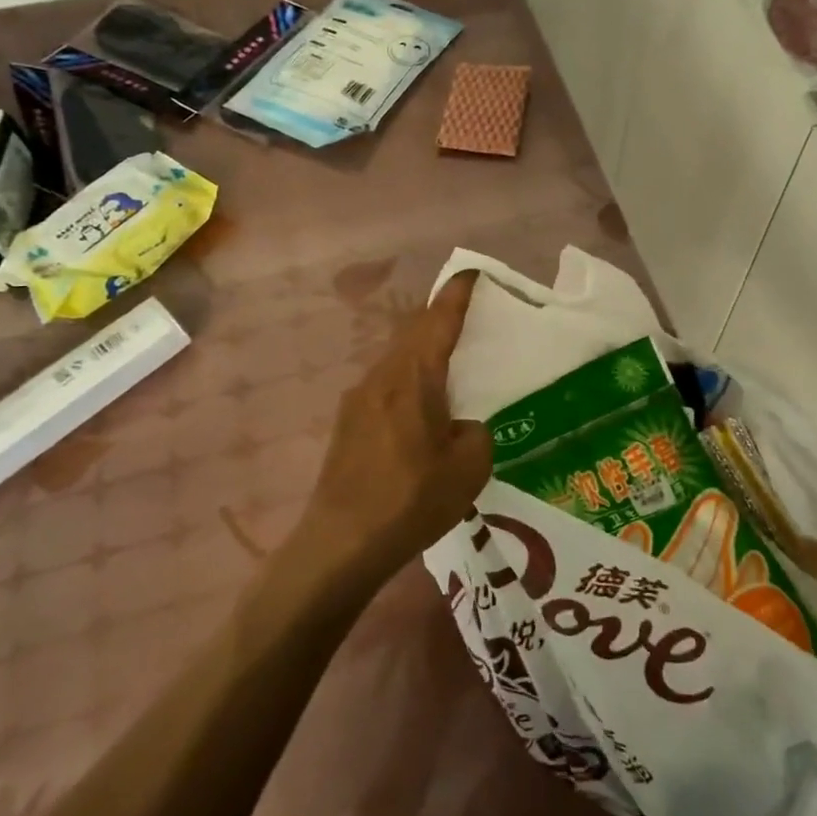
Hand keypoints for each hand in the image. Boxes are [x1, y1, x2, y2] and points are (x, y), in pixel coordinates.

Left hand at [301, 271, 492, 572]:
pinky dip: (408, 378)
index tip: (473, 273)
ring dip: (422, 350)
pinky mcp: (347, 422)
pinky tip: (421, 408)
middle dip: (440, 316)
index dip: (457, 293)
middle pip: (413, 331)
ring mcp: (358, 398)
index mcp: (414, 378)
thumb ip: (476, 432)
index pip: (438, 320)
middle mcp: (382, 376)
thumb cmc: (411, 499)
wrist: (340, 542)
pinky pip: (385, 383)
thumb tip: (460, 425)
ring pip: (397, 357)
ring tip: (449, 363)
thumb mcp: (469, 468)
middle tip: (469, 316)